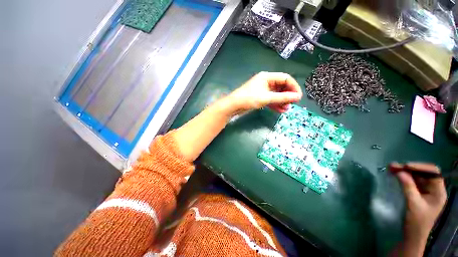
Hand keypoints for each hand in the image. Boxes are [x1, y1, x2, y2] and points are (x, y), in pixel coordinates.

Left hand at [226, 72, 302, 113]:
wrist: (234, 105)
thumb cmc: (249, 98)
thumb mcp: (267, 98)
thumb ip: (282, 97)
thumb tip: (297, 97)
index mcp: (267, 77)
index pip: (285, 78)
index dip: (293, 87)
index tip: (298, 97)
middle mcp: (266, 82)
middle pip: (281, 86)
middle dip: (287, 95)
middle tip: (292, 104)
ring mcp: (262, 90)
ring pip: (276, 94)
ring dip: (282, 101)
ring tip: (286, 109)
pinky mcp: (260, 97)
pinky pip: (270, 99)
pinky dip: (275, 104)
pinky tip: (280, 110)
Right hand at [390, 162, 446, 255]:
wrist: (412, 235)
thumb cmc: (416, 221)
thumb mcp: (413, 204)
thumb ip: (408, 186)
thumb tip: (399, 171)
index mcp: (438, 192)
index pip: (433, 173)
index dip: (421, 167)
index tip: (405, 166)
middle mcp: (433, 189)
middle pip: (423, 173)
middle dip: (409, 168)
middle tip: (394, 166)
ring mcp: (425, 191)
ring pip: (416, 176)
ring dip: (404, 171)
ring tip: (391, 167)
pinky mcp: (417, 193)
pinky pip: (412, 181)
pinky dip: (403, 177)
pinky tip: (395, 174)